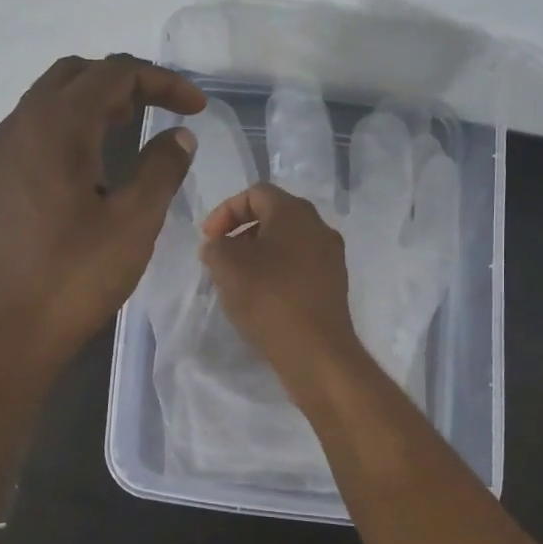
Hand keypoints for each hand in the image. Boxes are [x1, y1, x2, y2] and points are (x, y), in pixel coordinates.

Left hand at [0, 54, 203, 371]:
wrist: (12, 327)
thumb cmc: (78, 275)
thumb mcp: (135, 221)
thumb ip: (163, 168)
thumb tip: (179, 137)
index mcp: (57, 125)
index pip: (114, 73)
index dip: (162, 81)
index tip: (197, 108)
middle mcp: (23, 123)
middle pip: (79, 73)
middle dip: (128, 82)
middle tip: (166, 110)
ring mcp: (6, 149)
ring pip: (55, 97)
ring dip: (99, 100)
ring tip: (138, 128)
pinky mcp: (1, 175)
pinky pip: (40, 125)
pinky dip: (75, 122)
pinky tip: (99, 157)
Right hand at [200, 183, 365, 395]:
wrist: (315, 350)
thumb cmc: (268, 297)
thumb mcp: (225, 264)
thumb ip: (215, 246)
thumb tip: (220, 246)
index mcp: (294, 211)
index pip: (255, 193)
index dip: (225, 211)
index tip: (208, 239)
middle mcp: (319, 227)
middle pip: (274, 216)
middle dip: (242, 232)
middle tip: (220, 256)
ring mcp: (331, 257)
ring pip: (287, 243)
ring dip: (259, 254)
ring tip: (238, 279)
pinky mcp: (334, 285)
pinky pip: (299, 266)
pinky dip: (277, 272)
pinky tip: (262, 297)